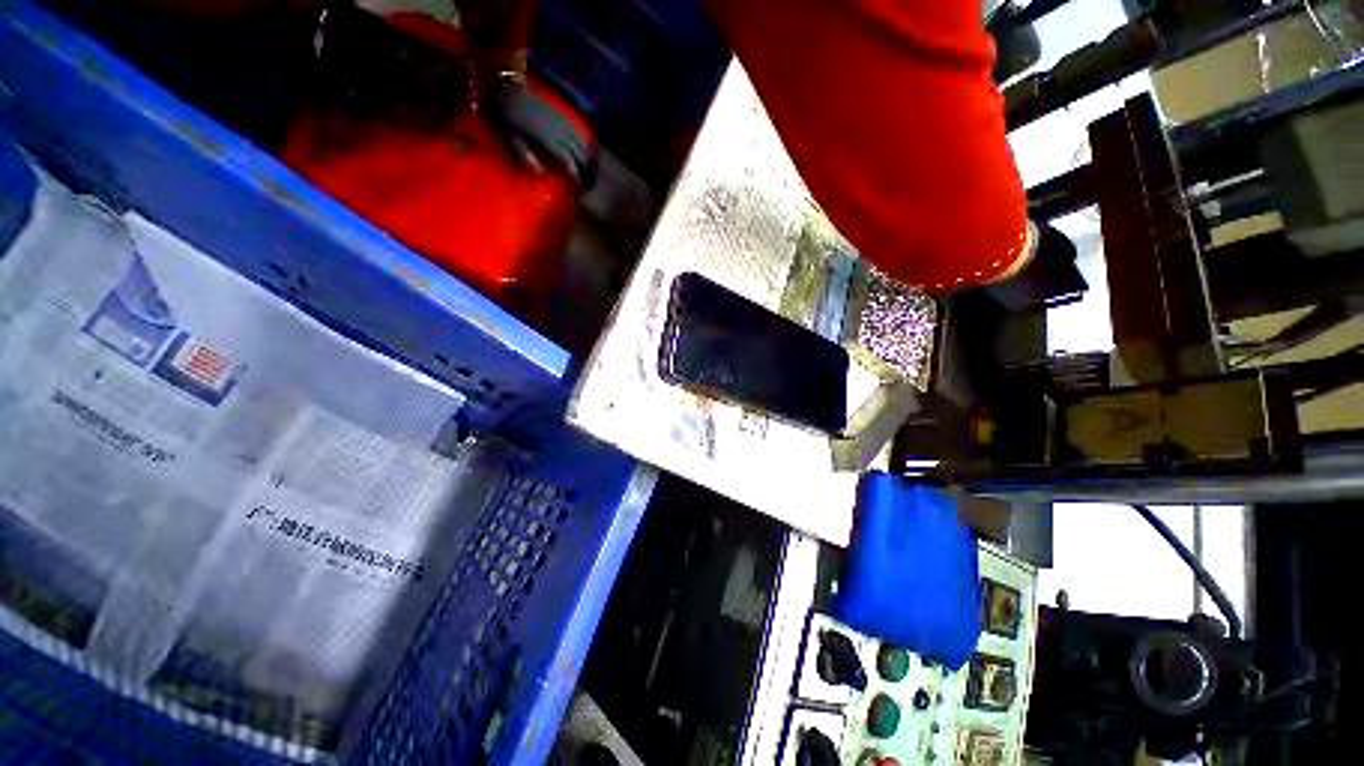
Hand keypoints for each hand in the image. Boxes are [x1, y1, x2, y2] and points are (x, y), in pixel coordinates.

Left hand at [493, 75, 595, 186]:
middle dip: (587, 172)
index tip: (580, 190)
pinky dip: (587, 144)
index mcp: (548, 141)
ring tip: (592, 172)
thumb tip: (540, 174)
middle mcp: (561, 133)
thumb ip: (525, 155)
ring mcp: (564, 123)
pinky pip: (581, 132)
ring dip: (590, 159)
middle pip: (582, 156)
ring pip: (584, 144)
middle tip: (589, 185)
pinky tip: (589, 152)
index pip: (570, 164)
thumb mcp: (511, 137)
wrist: (509, 88)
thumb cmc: (507, 116)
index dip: (577, 179)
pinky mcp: (564, 115)